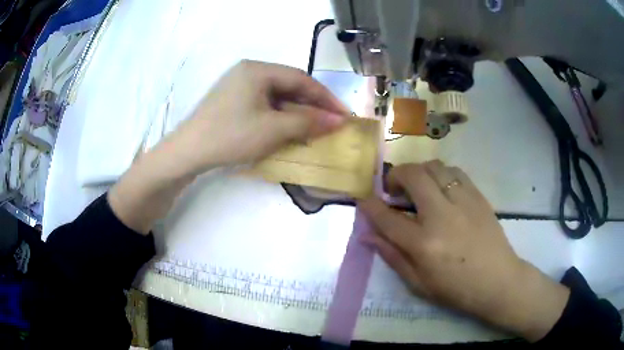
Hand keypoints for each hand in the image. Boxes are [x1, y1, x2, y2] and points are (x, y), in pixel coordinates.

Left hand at [166, 60, 348, 174]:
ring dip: (297, 111)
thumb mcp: (273, 129)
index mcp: (258, 70)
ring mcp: (239, 85)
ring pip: (277, 96)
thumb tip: (339, 121)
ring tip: (314, 128)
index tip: (344, 115)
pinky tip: (289, 128)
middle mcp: (249, 71)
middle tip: (331, 122)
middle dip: (312, 105)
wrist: (188, 152)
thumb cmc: (231, 136)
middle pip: (289, 85)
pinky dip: (280, 115)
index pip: (301, 79)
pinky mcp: (232, 100)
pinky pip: (264, 103)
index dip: (325, 97)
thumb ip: (308, 122)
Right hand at [360, 161, 569, 340]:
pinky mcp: (478, 196)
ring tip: (418, 187)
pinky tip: (441, 188)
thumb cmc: (456, 289)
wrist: (498, 281)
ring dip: (419, 172)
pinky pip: (455, 172)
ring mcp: (463, 202)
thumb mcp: (418, 283)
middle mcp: (441, 216)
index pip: (387, 217)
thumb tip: (367, 236)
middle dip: (395, 176)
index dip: (370, 205)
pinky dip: (441, 174)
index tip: (364, 199)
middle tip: (394, 189)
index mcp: (423, 244)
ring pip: (434, 167)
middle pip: (412, 176)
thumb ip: (392, 256)